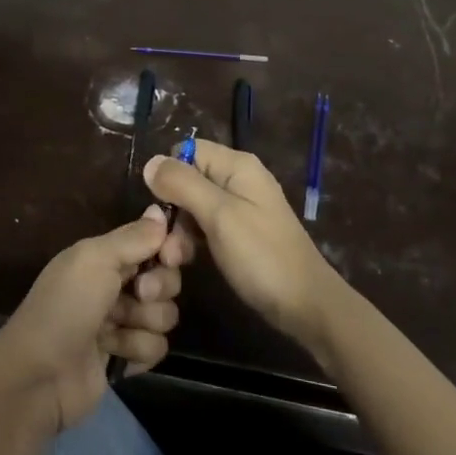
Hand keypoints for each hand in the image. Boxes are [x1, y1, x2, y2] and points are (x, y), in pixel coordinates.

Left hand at [0, 206, 193, 434]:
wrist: (40, 376)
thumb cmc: (64, 307)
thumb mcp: (94, 260)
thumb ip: (132, 237)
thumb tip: (160, 210)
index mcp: (105, 256)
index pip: (154, 242)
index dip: (171, 247)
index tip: (172, 255)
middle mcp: (116, 285)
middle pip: (167, 278)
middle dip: (158, 287)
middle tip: (138, 294)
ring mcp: (122, 323)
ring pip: (165, 315)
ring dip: (143, 323)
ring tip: (113, 331)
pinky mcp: (127, 357)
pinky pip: (157, 347)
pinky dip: (137, 350)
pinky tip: (114, 354)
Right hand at [144, 140, 344, 354]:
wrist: (305, 305)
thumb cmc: (261, 255)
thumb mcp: (218, 215)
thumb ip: (183, 184)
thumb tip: (150, 162)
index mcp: (237, 166)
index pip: (188, 150)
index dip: (170, 173)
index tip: (160, 205)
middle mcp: (238, 180)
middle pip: (189, 179)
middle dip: (172, 209)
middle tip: (165, 245)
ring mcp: (240, 208)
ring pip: (193, 206)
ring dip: (179, 230)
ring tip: (174, 260)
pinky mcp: (239, 233)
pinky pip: (206, 226)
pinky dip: (193, 241)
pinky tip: (187, 261)